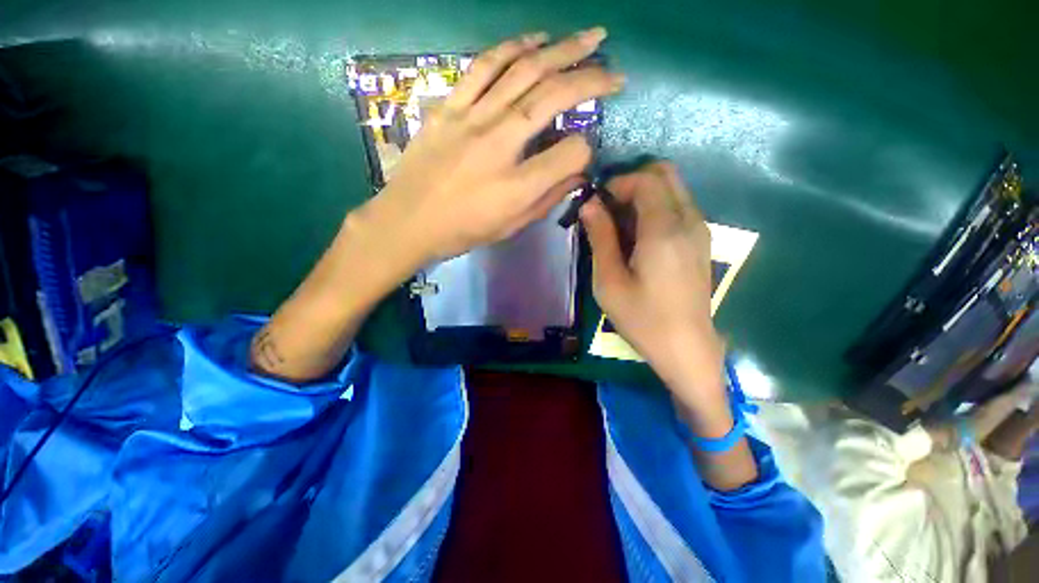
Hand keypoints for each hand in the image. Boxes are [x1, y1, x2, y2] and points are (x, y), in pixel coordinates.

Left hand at [353, 28, 625, 266]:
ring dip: (560, 48)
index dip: (585, 150)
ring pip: (523, 70)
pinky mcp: (449, 105)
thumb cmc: (463, 231)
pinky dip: (513, 46)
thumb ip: (548, 198)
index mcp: (517, 185)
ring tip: (588, 38)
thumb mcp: (511, 226)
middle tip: (614, 70)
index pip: (570, 152)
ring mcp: (471, 118)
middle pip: (552, 96)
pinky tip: (535, 39)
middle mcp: (499, 143)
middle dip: (591, 78)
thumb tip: (578, 173)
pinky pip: (485, 66)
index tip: (583, 152)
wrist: (408, 221)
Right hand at [580, 162, 724, 405]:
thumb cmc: (642, 318)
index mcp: (664, 230)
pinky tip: (638, 239)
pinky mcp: (701, 242)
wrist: (686, 348)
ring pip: (673, 189)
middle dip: (633, 181)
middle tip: (608, 208)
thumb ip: (600, 237)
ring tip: (619, 226)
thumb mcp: (609, 281)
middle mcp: (689, 221)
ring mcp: (699, 231)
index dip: (617, 183)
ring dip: (643, 196)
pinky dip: (656, 209)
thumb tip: (589, 204)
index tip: (597, 203)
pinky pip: (678, 208)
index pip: (646, 180)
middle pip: (665, 174)